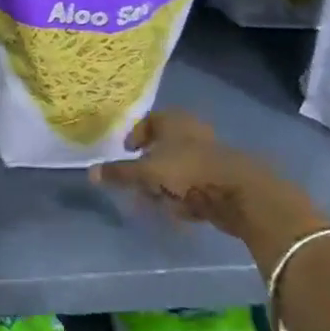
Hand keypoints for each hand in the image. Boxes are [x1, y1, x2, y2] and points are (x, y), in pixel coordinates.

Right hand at [88, 110, 325, 252]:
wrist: (239, 193)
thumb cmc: (187, 171)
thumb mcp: (146, 173)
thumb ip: (119, 173)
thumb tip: (90, 172)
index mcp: (173, 120)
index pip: (149, 121)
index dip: (136, 136)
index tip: (127, 153)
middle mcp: (191, 131)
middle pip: (162, 146)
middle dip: (149, 168)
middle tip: (139, 185)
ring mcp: (208, 154)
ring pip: (177, 167)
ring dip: (166, 184)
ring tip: (159, 202)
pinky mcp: (220, 177)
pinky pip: (193, 184)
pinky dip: (184, 195)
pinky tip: (181, 210)